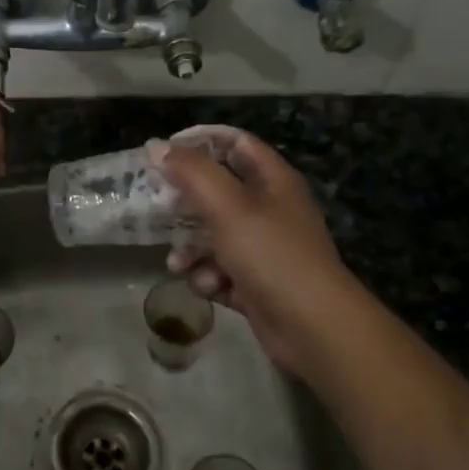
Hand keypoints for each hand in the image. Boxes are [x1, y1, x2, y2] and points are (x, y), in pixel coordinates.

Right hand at [152, 130, 361, 382]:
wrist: (313, 328)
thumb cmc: (271, 254)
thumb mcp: (227, 206)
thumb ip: (191, 172)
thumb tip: (155, 147)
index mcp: (272, 180)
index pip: (235, 143)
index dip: (200, 141)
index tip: (164, 152)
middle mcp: (269, 209)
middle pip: (218, 191)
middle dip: (185, 203)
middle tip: (157, 207)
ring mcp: (264, 248)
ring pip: (213, 235)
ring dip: (191, 248)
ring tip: (178, 263)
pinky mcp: (256, 283)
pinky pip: (220, 270)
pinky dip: (209, 277)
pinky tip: (207, 287)